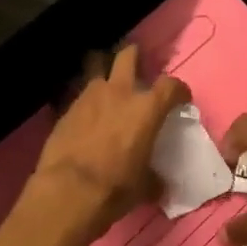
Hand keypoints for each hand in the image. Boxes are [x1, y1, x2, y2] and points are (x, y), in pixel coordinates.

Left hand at [23, 44, 187, 245]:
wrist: (69, 190)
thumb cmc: (116, 186)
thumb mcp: (143, 186)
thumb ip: (153, 178)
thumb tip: (157, 184)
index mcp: (147, 108)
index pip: (171, 85)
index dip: (179, 89)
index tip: (180, 98)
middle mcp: (120, 92)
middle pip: (128, 56)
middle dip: (134, 55)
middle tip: (137, 64)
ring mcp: (89, 96)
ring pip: (96, 65)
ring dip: (103, 70)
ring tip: (106, 82)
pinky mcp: (66, 107)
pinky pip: (79, 94)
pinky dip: (85, 100)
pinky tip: (85, 113)